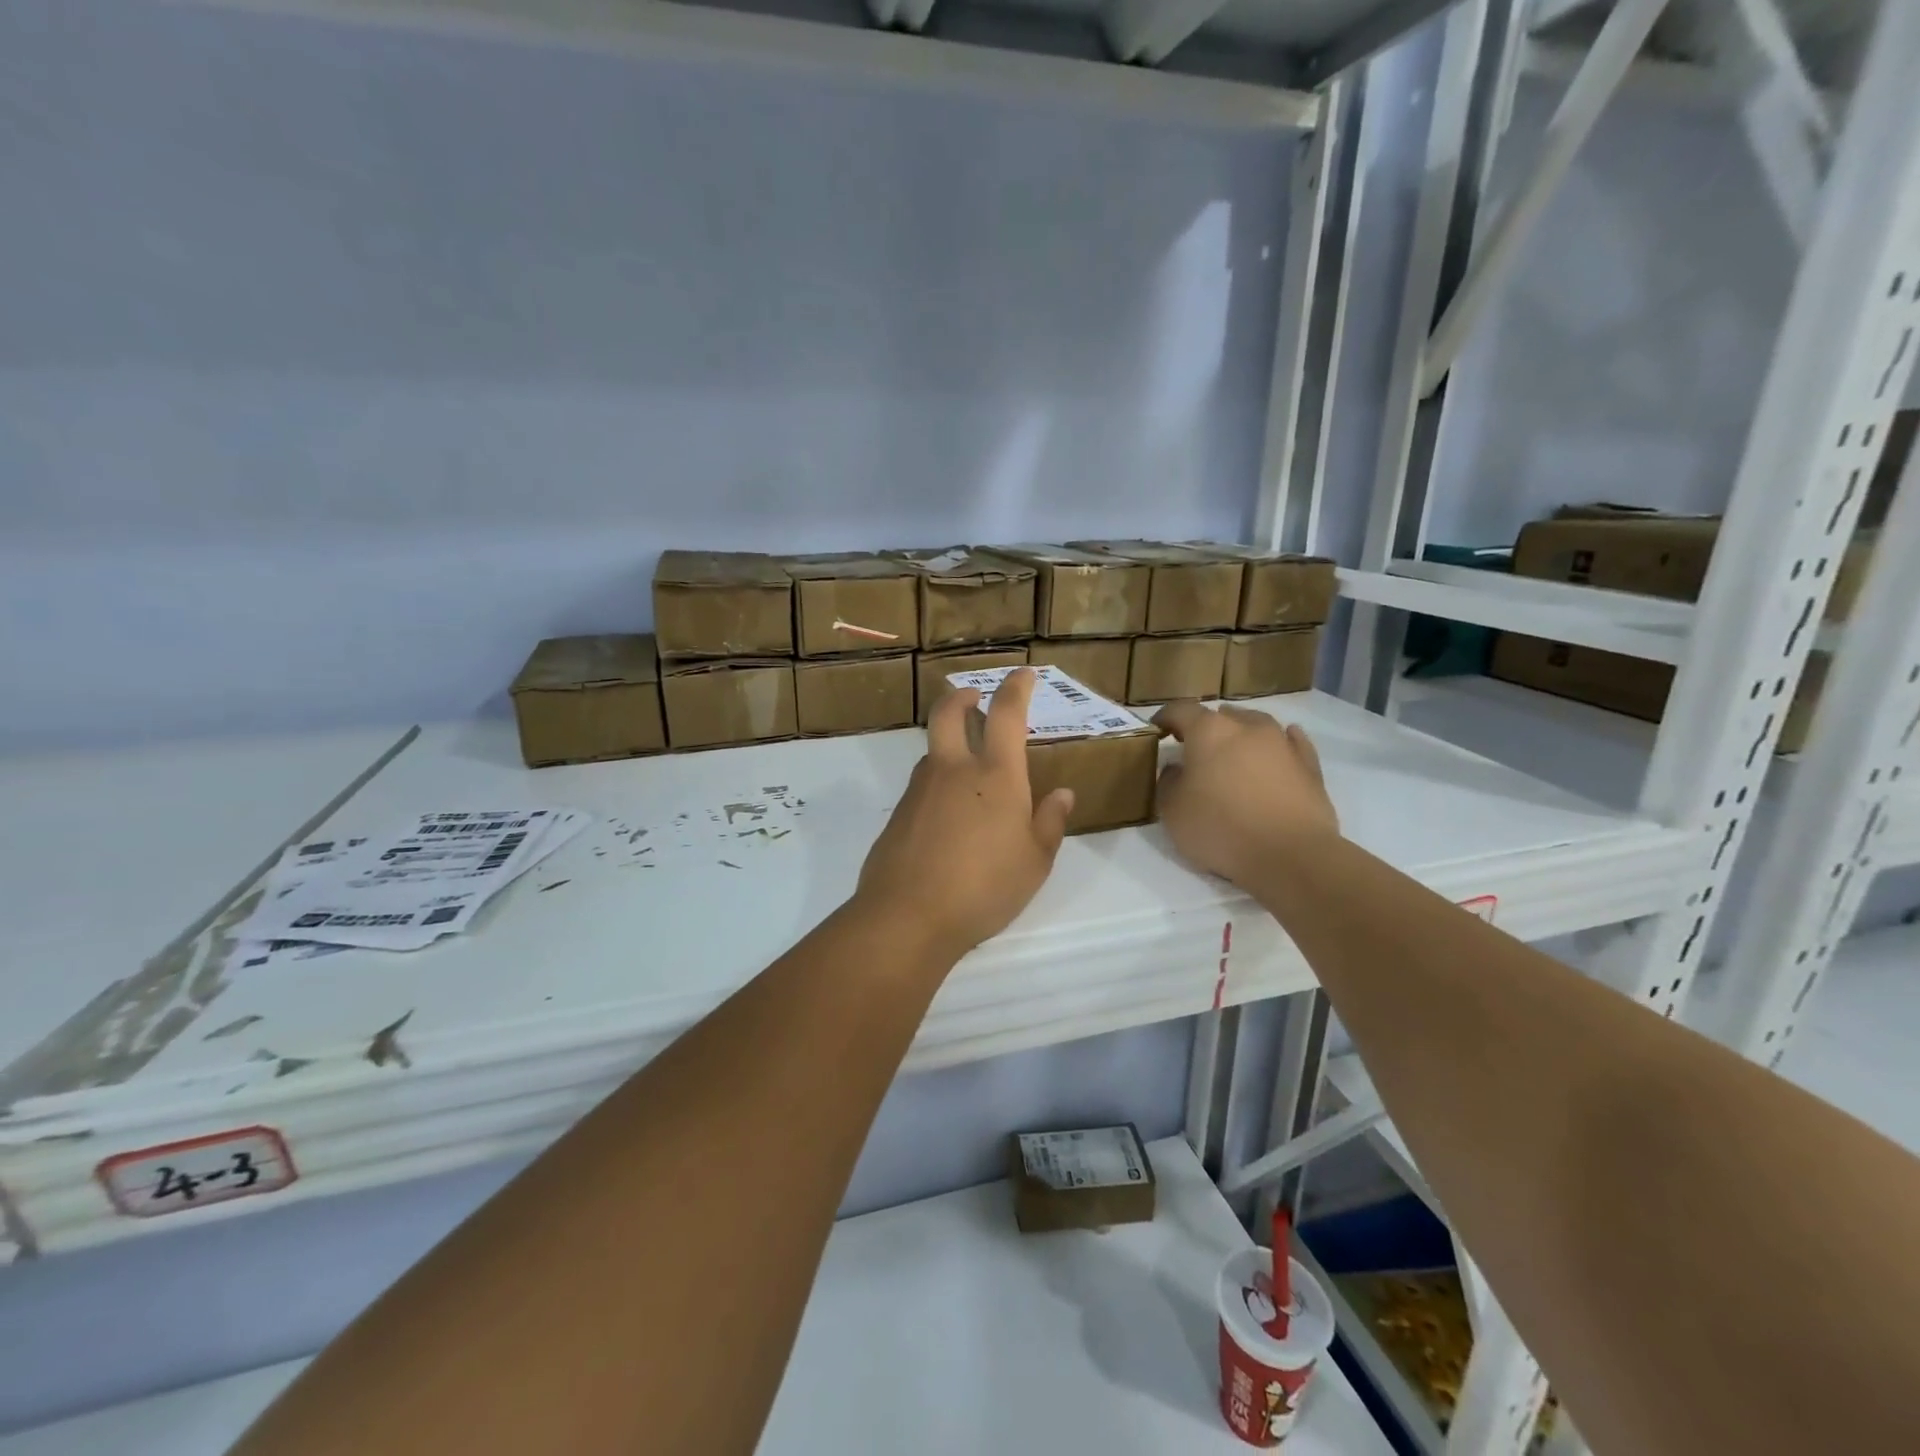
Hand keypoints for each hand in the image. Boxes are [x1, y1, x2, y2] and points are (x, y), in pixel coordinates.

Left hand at [855, 668, 1074, 960]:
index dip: (1017, 687)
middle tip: (974, 698)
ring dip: (949, 745)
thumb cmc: (985, 887)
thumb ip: (1050, 822)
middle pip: (949, 712)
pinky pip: (922, 785)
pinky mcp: (899, 813)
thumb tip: (1061, 793)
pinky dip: (938, 783)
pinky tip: (948, 817)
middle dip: (963, 696)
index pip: (1006, 714)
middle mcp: (954, 770)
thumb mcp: (1035, 862)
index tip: (1024, 674)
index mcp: (996, 775)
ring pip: (933, 751)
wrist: (908, 915)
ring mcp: (920, 789)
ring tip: (968, 771)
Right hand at [1152, 702, 1337, 887]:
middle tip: (1194, 749)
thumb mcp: (1172, 811)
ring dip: (1241, 732)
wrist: (1291, 855)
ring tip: (1233, 750)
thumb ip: (1168, 783)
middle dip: (1205, 727)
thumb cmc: (1221, 829)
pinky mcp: (1309, 765)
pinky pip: (1291, 742)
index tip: (1156, 731)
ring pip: (1257, 724)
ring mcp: (1283, 743)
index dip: (1164, 718)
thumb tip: (1177, 769)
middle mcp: (1247, 727)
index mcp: (1209, 731)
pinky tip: (1278, 749)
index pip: (1180, 711)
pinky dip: (1280, 743)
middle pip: (1221, 715)